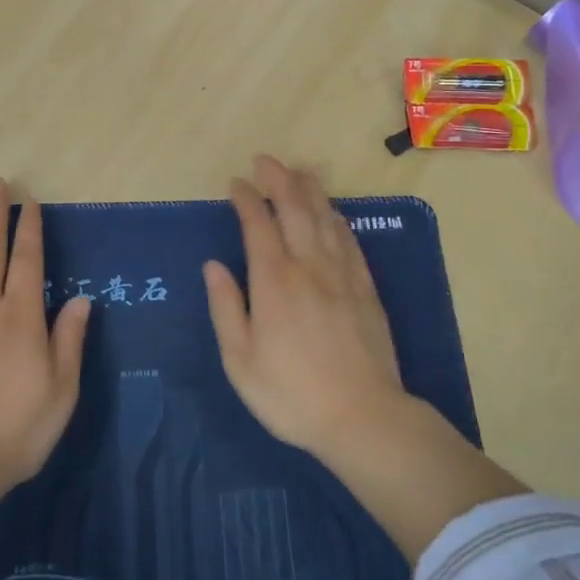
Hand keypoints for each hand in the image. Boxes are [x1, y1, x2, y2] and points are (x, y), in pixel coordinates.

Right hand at [203, 155, 406, 458]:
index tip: (236, 183)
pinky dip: (337, 218)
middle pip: (295, 208)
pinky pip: (349, 240)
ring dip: (310, 190)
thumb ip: (226, 307)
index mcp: (274, 281)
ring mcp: (342, 274)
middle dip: (278, 179)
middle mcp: (308, 266)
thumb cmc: (291, 394)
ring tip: (298, 171)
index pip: (258, 224)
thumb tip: (213, 265)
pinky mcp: (365, 288)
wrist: (363, 417)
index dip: (246, 199)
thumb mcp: (240, 360)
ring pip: (325, 217)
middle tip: (265, 161)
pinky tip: (332, 212)